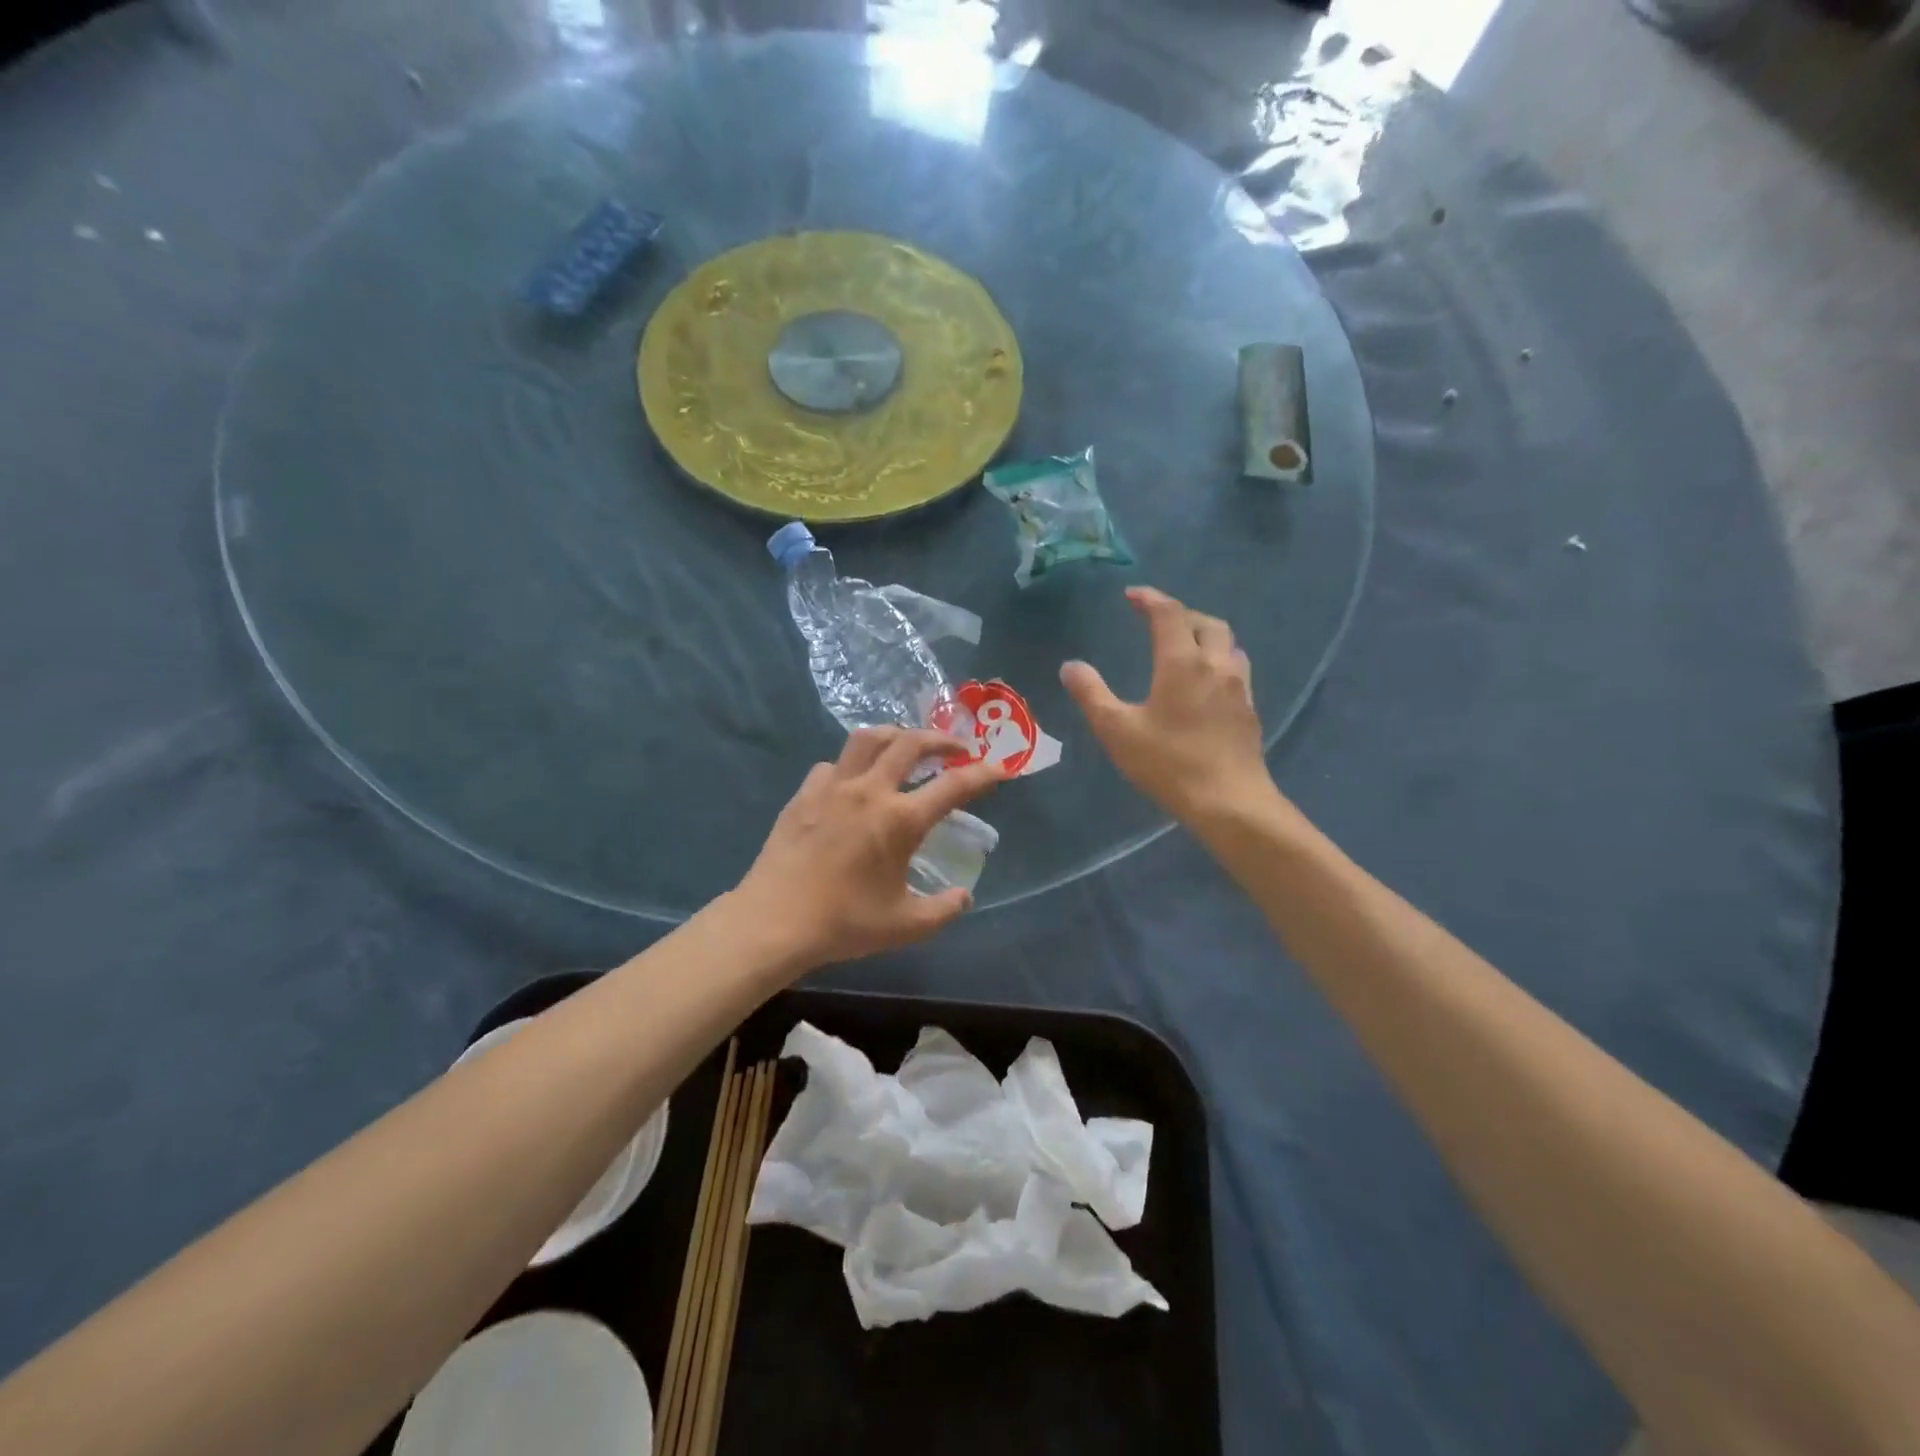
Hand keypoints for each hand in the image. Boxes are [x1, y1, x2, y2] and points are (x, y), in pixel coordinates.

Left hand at [734, 728, 1003, 967]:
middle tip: (956, 748)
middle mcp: (870, 791)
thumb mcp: (905, 925)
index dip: (982, 774)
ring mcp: (833, 787)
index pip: (953, 786)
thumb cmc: (844, 923)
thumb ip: (943, 910)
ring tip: (905, 746)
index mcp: (900, 820)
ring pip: (868, 739)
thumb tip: (964, 896)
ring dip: (895, 736)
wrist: (774, 921)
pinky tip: (852, 781)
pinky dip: (852, 764)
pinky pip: (833, 764)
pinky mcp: (804, 794)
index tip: (1000, 768)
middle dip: (940, 739)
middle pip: (910, 743)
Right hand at [1061, 586, 1276, 821]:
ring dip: (1205, 635)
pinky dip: (1218, 661)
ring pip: (1228, 644)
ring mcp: (1239, 687)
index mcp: (1182, 662)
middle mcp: (1216, 665)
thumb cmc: (1169, 763)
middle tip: (1157, 620)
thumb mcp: (1117, 730)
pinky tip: (1206, 683)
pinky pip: (1236, 669)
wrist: (1229, 801)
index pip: (1169, 614)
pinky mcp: (1249, 709)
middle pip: (1206, 622)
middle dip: (1181, 614)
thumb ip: (1091, 694)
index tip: (1132, 595)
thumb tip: (1070, 666)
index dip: (1150, 599)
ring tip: (1184, 647)